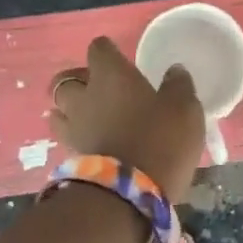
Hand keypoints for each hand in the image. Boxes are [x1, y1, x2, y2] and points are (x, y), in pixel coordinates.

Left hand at [48, 36, 205, 203]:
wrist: (130, 194)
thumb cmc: (161, 139)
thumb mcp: (184, 108)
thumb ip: (179, 85)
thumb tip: (174, 71)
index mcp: (111, 75)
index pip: (98, 48)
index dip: (108, 51)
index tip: (119, 58)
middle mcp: (85, 96)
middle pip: (65, 79)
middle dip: (79, 81)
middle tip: (100, 89)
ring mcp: (73, 128)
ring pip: (58, 110)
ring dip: (70, 109)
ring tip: (90, 117)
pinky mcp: (71, 156)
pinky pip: (67, 137)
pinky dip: (76, 135)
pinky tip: (93, 141)